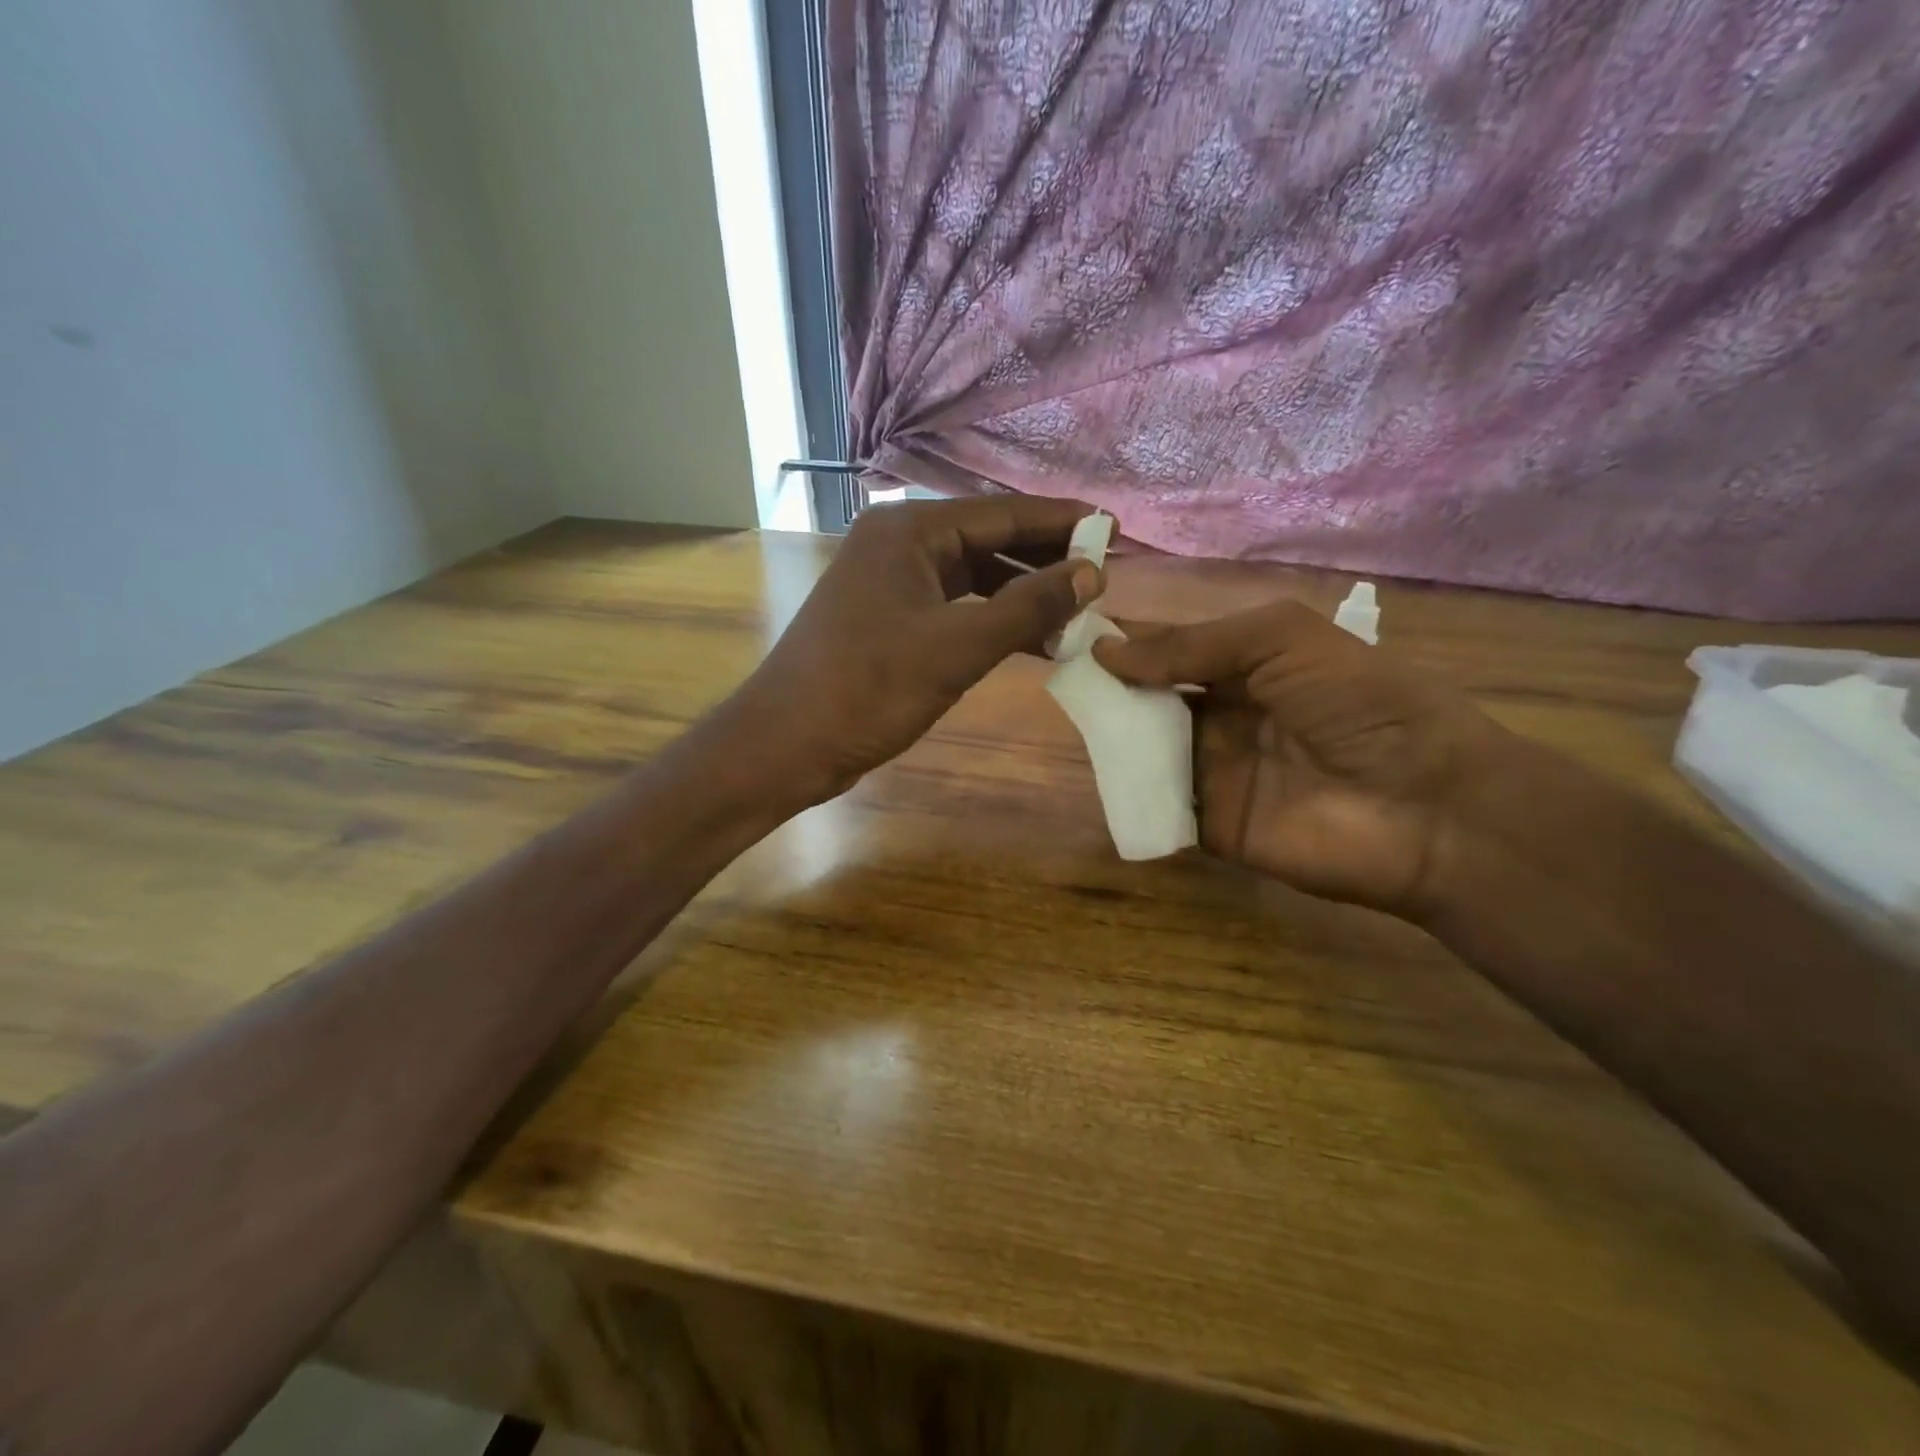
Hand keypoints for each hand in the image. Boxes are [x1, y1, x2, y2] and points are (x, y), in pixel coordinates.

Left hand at [730, 496, 1102, 805]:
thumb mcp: (956, 648)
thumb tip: (1091, 574)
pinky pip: (954, 606)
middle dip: (1045, 559)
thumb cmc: (868, 689)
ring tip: (1076, 613)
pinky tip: (1029, 639)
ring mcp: (890, 581)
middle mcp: (898, 543)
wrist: (786, 743)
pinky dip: (991, 619)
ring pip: (972, 576)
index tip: (1113, 529)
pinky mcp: (888, 618)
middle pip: (988, 540)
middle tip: (1103, 575)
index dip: (1061, 523)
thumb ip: (1027, 607)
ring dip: (1021, 594)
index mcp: (909, 531)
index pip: (1002, 513)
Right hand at [1095, 600, 1507, 917]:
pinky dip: (1128, 792)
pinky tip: (1097, 770)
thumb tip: (1105, 652)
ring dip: (1112, 735)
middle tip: (1058, 676)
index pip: (1173, 648)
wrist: (1428, 806)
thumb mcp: (1281, 640)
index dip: (1128, 640)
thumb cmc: (1360, 703)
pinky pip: (1158, 804)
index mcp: (1248, 667)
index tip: (1071, 631)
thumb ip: (1193, 645)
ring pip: (1146, 750)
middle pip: (1151, 699)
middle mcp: (1225, 717)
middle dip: (1110, 688)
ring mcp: (1216, 773)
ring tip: (1069, 717)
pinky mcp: (1210, 826)